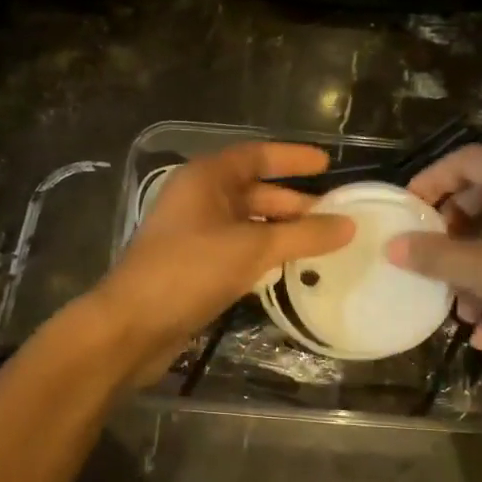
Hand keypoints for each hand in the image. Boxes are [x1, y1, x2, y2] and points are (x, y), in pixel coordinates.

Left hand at [95, 142, 353, 381]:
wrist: (132, 326)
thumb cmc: (189, 271)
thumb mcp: (252, 249)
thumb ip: (302, 235)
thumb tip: (349, 225)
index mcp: (205, 178)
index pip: (256, 155)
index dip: (292, 158)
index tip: (328, 164)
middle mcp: (198, 198)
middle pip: (253, 190)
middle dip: (293, 201)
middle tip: (336, 214)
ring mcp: (194, 232)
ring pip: (247, 222)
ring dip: (281, 230)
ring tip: (322, 241)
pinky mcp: (194, 264)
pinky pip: (237, 247)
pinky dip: (264, 252)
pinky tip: (289, 266)